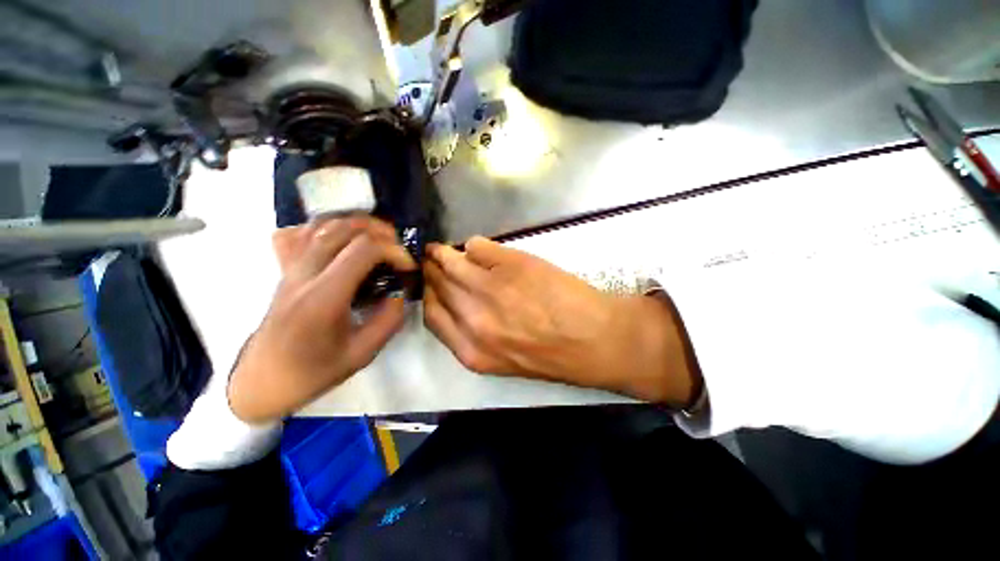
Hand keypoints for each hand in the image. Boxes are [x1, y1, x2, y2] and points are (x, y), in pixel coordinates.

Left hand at [228, 217, 416, 422]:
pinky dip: (329, 227)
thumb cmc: (311, 372)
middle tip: (399, 249)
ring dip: (358, 224)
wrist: (261, 380)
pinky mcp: (285, 269)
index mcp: (323, 297)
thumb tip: (400, 291)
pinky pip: (302, 232)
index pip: (364, 250)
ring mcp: (290, 268)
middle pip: (344, 228)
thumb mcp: (361, 354)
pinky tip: (345, 239)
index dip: (394, 251)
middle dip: (381, 232)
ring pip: (323, 224)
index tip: (409, 267)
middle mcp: (304, 274)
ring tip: (380, 238)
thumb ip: (389, 320)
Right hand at [423, 237, 697, 405]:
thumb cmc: (554, 355)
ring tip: (442, 249)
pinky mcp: (511, 264)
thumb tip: (461, 303)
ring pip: (452, 263)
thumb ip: (476, 335)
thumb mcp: (505, 358)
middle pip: (437, 286)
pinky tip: (475, 247)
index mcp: (471, 349)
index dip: (428, 295)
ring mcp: (491, 288)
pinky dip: (473, 246)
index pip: (432, 315)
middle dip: (431, 271)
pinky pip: (478, 247)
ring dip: (444, 253)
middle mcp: (473, 319)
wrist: (595, 340)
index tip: (428, 283)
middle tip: (432, 261)